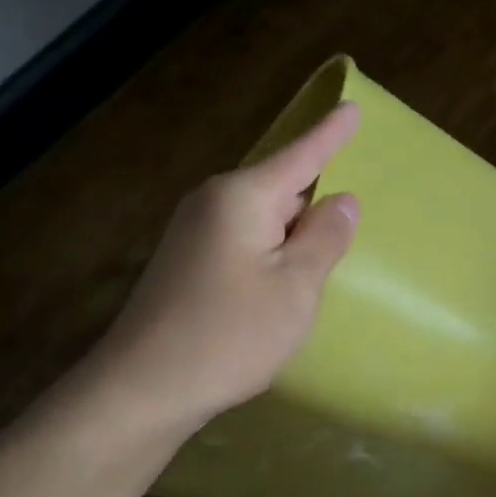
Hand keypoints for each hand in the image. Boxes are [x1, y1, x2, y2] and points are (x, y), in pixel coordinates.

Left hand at [82, 101, 361, 441]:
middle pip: (281, 187)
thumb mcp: (296, 287)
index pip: (301, 156)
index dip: (331, 134)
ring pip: (263, 218)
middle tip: (348, 224)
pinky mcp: (187, 262)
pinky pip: (244, 240)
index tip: (353, 107)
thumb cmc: (230, 335)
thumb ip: (325, 238)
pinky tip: (281, 285)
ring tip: (320, 263)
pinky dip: (272, 252)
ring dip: (293, 234)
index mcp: (242, 197)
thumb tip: (343, 199)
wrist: (142, 389)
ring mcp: (194, 232)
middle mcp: (213, 203)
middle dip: (314, 201)